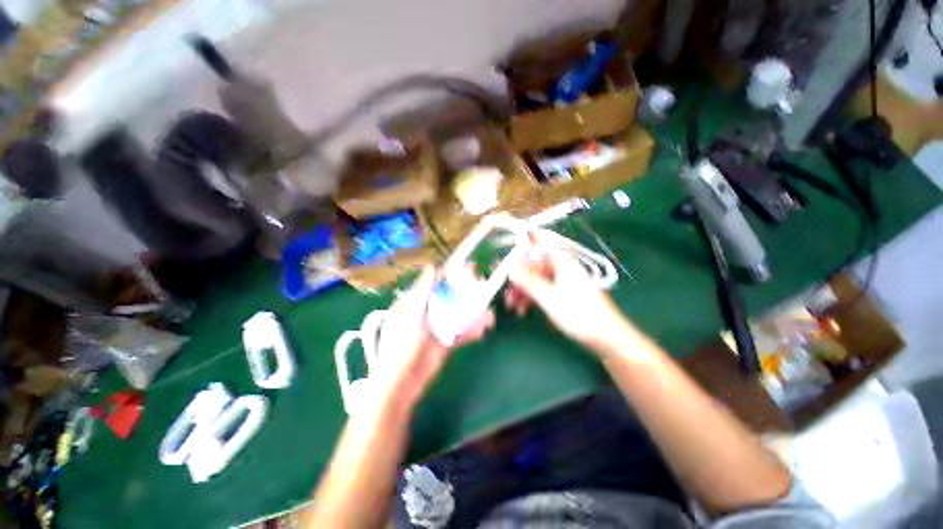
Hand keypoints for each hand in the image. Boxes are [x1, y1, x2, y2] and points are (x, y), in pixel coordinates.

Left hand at [371, 266, 494, 410]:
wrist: (401, 383)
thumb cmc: (401, 345)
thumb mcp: (412, 314)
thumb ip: (423, 292)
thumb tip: (432, 267)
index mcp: (415, 302)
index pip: (435, 283)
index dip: (451, 275)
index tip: (468, 269)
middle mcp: (427, 312)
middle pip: (450, 297)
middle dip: (467, 293)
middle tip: (483, 287)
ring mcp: (436, 328)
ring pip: (457, 315)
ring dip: (473, 313)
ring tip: (488, 314)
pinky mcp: (444, 343)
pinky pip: (459, 333)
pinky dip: (470, 331)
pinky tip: (482, 330)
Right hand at [504, 235, 631, 353]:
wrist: (605, 337)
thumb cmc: (578, 313)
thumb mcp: (549, 297)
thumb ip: (528, 281)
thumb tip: (510, 267)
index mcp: (562, 262)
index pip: (541, 243)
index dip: (525, 243)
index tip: (509, 251)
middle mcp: (562, 268)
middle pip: (534, 265)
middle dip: (518, 277)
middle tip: (506, 290)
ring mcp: (562, 282)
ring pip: (536, 279)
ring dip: (522, 290)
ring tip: (512, 306)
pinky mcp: (562, 294)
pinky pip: (542, 290)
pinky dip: (531, 297)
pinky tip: (523, 310)